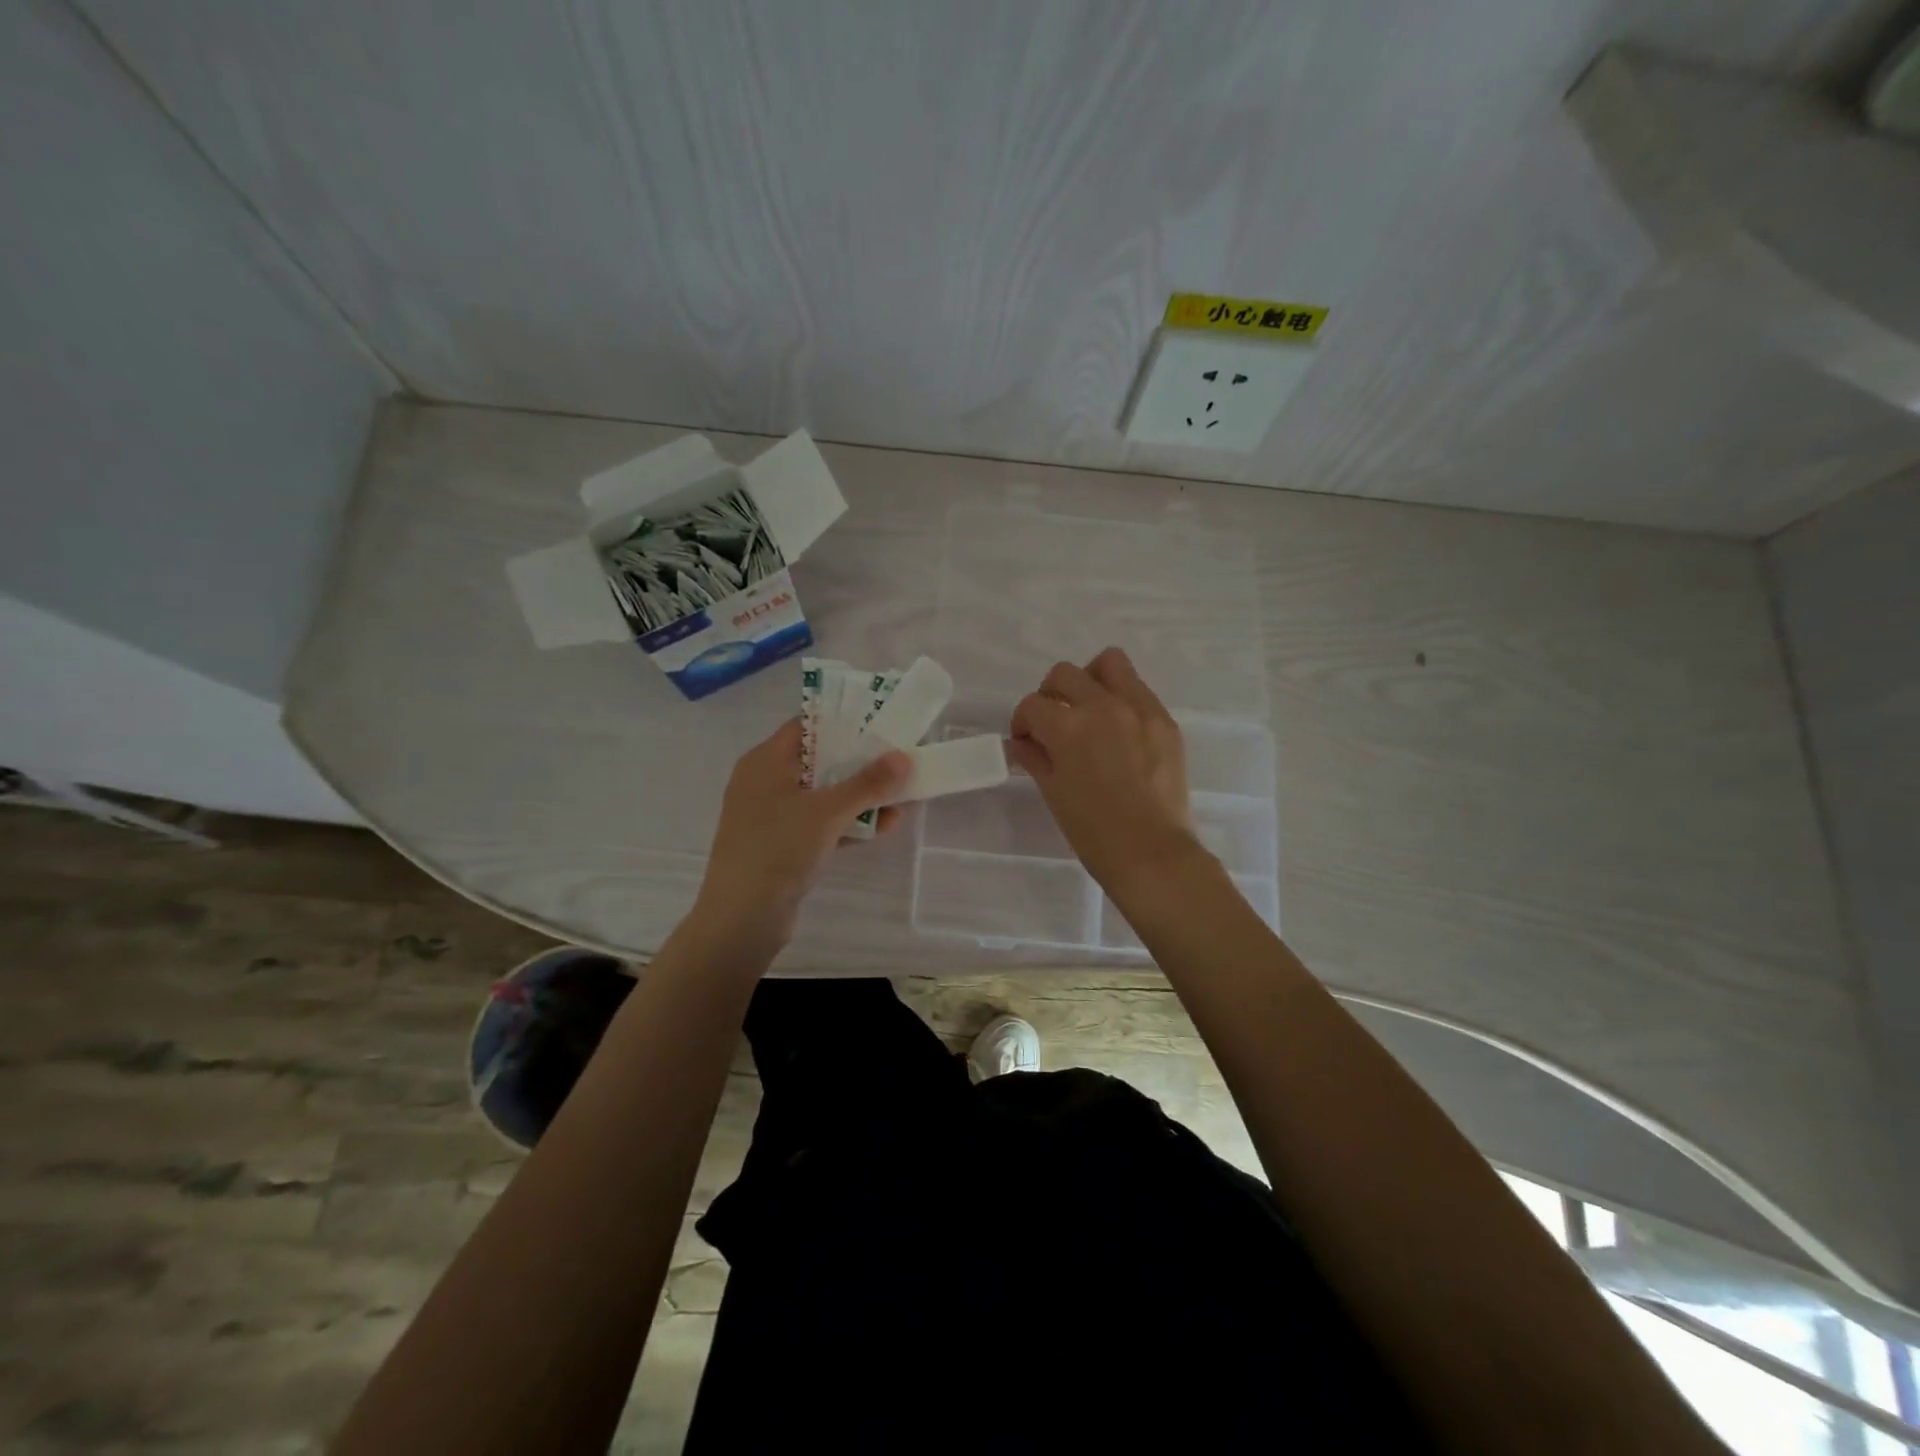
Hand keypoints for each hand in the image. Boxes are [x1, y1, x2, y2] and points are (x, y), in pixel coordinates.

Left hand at [690, 719, 909, 953]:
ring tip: (902, 798)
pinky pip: (820, 824)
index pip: (807, 725)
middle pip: (820, 760)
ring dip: (860, 797)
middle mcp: (765, 782)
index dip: (844, 721)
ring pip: (823, 795)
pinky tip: (883, 827)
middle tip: (899, 761)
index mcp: (765, 761)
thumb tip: (903, 757)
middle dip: (861, 764)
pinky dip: (847, 823)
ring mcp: (772, 816)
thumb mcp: (828, 811)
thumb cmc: (777, 850)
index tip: (881, 723)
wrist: (741, 919)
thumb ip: (868, 783)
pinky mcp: (782, 845)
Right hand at [1008, 647, 1203, 893]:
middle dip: (1050, 695)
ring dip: (1090, 680)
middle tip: (1053, 723)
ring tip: (1090, 710)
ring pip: (1109, 663)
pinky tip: (1120, 733)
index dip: (1022, 721)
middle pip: (1065, 673)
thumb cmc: (1093, 832)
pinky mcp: (1165, 720)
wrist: (1152, 853)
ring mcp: (1139, 709)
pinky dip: (1122, 700)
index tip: (1026, 740)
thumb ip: (1034, 757)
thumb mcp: (1053, 793)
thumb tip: (1021, 742)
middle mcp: (1103, 706)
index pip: (1032, 704)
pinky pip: (1138, 690)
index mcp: (1069, 727)